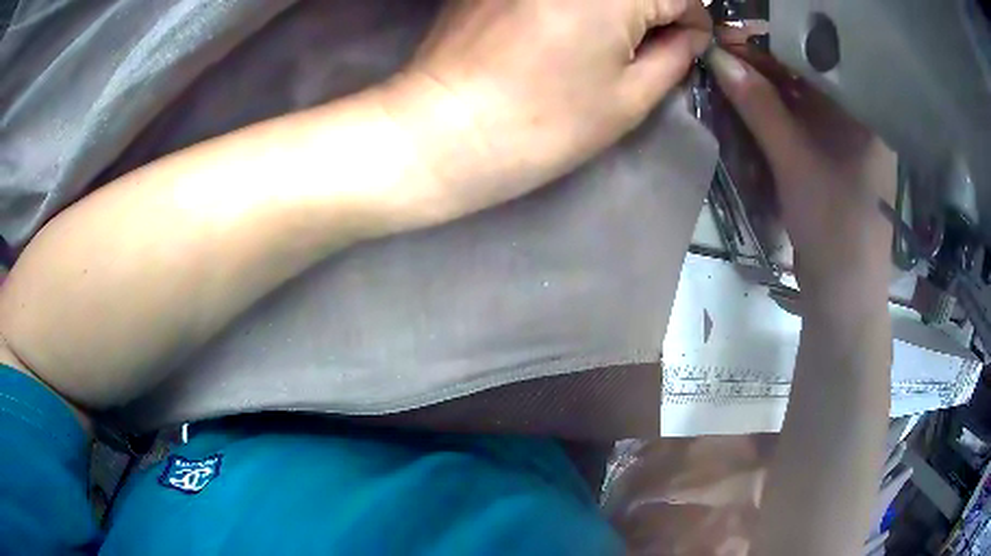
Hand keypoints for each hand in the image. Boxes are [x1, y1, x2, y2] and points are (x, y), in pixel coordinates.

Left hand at [379, 0, 711, 222]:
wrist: (443, 128)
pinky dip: (580, 2)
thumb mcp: (628, 98)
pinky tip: (570, 25)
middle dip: (657, 8)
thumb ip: (673, 56)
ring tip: (612, 38)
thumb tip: (689, 35)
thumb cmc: (543, 122)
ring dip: (619, 6)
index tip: (688, 46)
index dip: (692, 22)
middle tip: (651, 42)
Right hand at [706, 44, 895, 308]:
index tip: (731, 38)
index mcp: (863, 113)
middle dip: (763, 67)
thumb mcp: (795, 161)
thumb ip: (759, 107)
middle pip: (805, 78)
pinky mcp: (831, 162)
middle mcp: (856, 120)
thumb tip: (717, 58)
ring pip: (800, 101)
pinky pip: (800, 126)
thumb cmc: (833, 226)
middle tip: (721, 58)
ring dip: (764, 92)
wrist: (842, 295)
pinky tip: (749, 109)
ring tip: (728, 78)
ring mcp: (844, 143)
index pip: (816, 60)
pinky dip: (773, 117)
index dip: (772, 45)